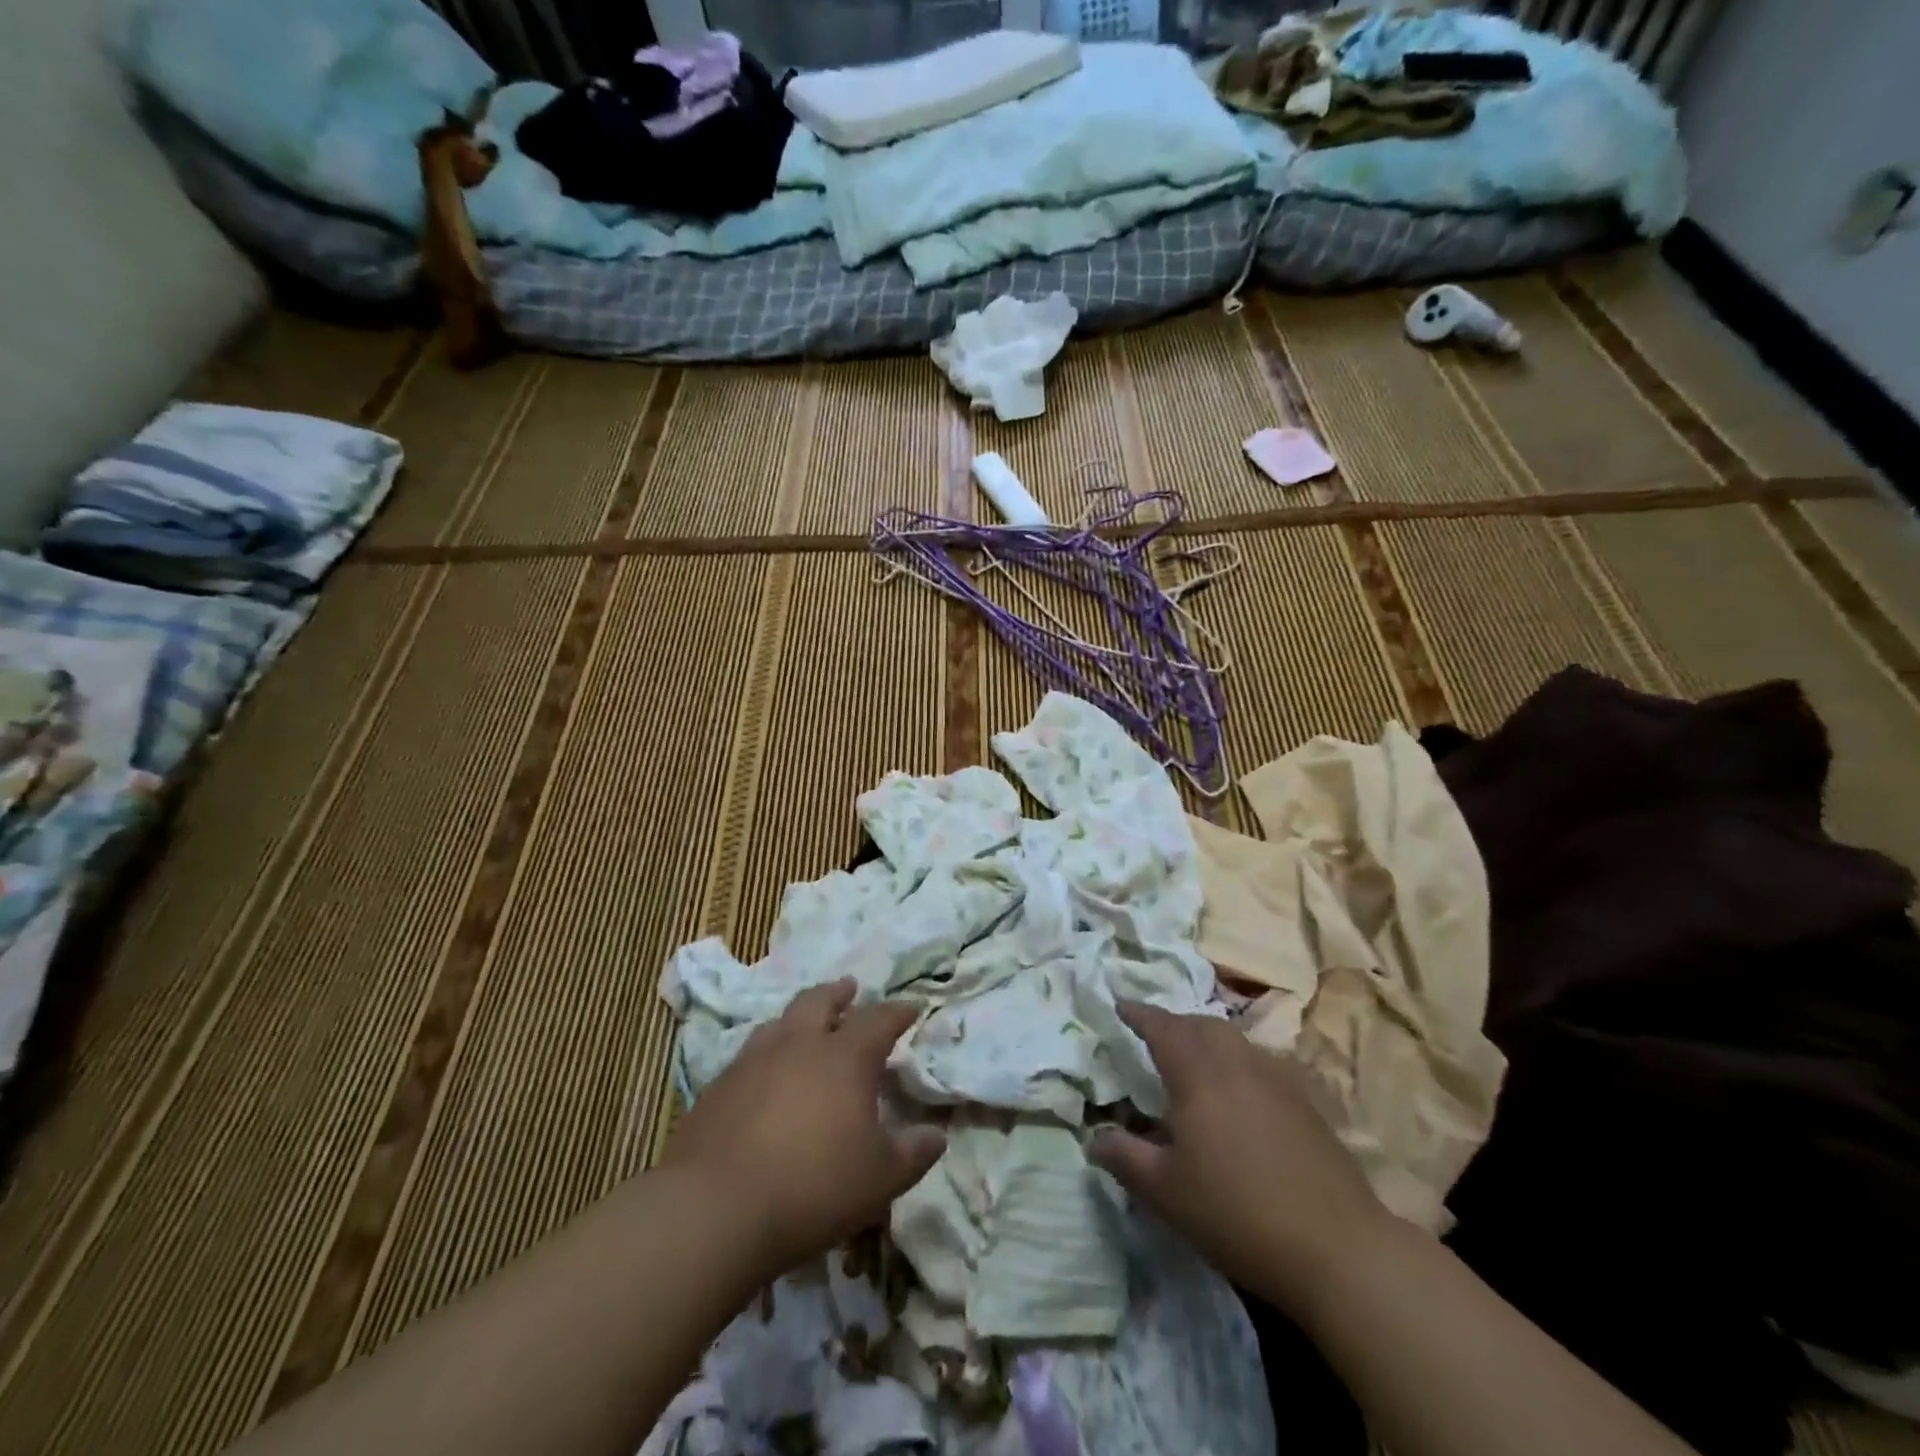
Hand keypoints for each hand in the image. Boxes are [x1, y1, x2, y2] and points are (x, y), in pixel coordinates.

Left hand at [662, 979, 944, 1278]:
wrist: (715, 1209)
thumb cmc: (813, 1186)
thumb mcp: (880, 1178)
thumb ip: (913, 1153)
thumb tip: (937, 1136)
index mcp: (844, 1057)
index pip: (878, 1020)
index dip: (897, 1012)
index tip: (910, 1008)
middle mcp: (798, 1045)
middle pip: (820, 1001)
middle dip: (838, 993)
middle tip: (849, 989)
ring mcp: (752, 1061)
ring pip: (779, 1023)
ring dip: (798, 1018)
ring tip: (805, 1026)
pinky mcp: (717, 1087)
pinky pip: (748, 1056)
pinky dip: (765, 1055)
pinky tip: (764, 1077)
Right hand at [1091, 1002, 1391, 1315]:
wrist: (1337, 1248)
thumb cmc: (1237, 1213)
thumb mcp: (1164, 1192)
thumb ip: (1124, 1157)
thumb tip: (1095, 1137)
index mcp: (1198, 1075)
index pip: (1163, 1028)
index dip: (1140, 1014)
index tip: (1121, 1005)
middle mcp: (1237, 1063)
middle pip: (1201, 1025)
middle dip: (1174, 1022)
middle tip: (1154, 1035)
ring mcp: (1277, 1080)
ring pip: (1234, 1039)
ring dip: (1207, 1038)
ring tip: (1194, 1059)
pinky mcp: (1305, 1103)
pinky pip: (1260, 1062)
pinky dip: (1238, 1061)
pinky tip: (1239, 1093)